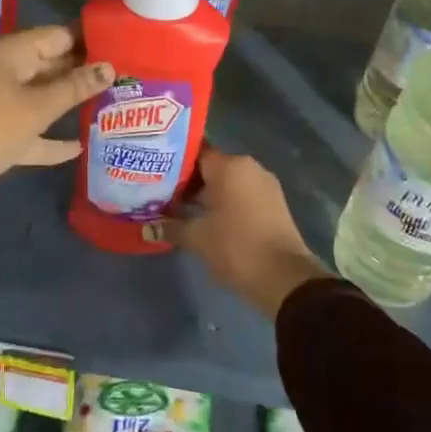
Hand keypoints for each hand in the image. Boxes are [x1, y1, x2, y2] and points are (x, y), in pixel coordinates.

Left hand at [0, 26, 113, 248]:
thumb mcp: (36, 107)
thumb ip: (74, 88)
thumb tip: (109, 68)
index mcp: (12, 53)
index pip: (58, 37)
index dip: (90, 42)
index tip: (126, 49)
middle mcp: (5, 72)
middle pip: (51, 66)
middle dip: (85, 75)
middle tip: (128, 82)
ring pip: (41, 100)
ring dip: (69, 106)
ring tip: (112, 109)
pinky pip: (29, 131)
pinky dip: (49, 139)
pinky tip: (79, 148)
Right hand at [153, 148, 329, 317]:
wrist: (284, 278)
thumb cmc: (235, 247)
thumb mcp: (196, 238)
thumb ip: (170, 227)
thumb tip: (146, 227)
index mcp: (230, 166)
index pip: (194, 153)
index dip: (172, 163)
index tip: (154, 174)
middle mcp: (249, 168)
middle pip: (210, 167)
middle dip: (186, 182)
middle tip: (160, 194)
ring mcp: (264, 186)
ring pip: (226, 183)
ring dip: (205, 195)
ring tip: (178, 209)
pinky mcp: (273, 204)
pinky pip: (241, 195)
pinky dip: (223, 204)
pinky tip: (204, 220)